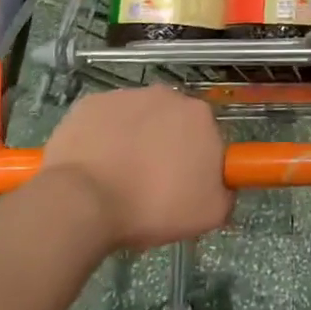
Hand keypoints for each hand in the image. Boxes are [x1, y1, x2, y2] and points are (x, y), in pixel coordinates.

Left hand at [41, 87, 231, 249]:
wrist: (84, 202)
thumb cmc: (153, 207)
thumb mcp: (210, 214)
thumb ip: (226, 192)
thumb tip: (222, 185)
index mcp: (200, 116)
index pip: (207, 136)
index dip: (197, 162)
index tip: (183, 186)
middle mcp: (166, 96)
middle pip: (171, 122)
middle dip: (165, 147)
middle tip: (152, 185)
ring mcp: (125, 96)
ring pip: (136, 119)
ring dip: (133, 141)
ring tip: (118, 179)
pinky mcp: (89, 103)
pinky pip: (103, 121)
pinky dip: (101, 138)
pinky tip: (94, 167)